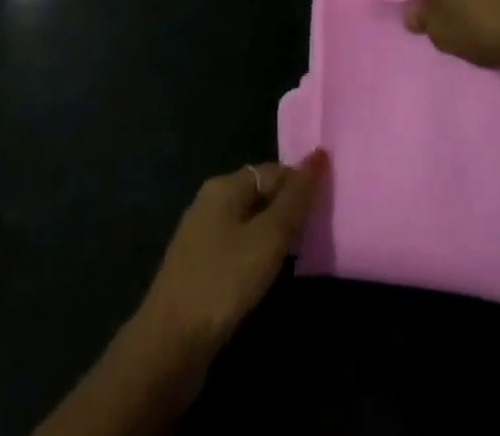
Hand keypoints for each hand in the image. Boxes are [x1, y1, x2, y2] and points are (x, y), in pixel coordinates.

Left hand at [136, 152, 328, 356]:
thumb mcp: (267, 238)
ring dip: (276, 233)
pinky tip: (273, 274)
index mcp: (224, 186)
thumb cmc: (222, 281)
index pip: (273, 171)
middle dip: (290, 208)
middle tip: (322, 229)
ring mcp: (203, 236)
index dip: (301, 184)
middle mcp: (211, 203)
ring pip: (250, 223)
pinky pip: (239, 248)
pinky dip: (260, 255)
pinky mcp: (201, 268)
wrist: (169, 344)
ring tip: (306, 250)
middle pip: (261, 194)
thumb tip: (319, 154)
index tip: (330, 206)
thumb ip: (295, 199)